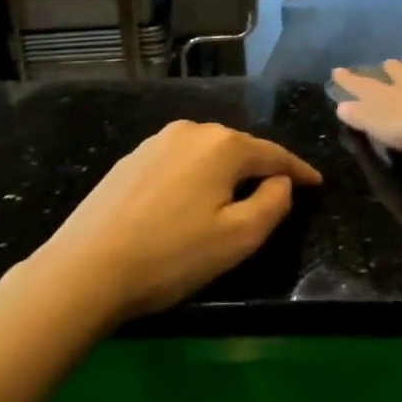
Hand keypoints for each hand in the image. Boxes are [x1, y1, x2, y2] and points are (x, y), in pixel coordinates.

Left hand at [31, 121, 321, 320]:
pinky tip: (189, 200)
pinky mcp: (130, 159)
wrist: (84, 270)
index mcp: (223, 145)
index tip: (317, 184)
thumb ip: (274, 203)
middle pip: (240, 149)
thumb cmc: (172, 255)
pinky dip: (195, 177)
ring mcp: (156, 142)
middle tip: (277, 195)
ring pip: (208, 154)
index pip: (275, 154)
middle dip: (261, 169)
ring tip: (234, 199)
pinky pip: (179, 162)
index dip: (299, 171)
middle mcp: (191, 132)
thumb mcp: (239, 237)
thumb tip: (280, 182)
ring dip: (226, 173)